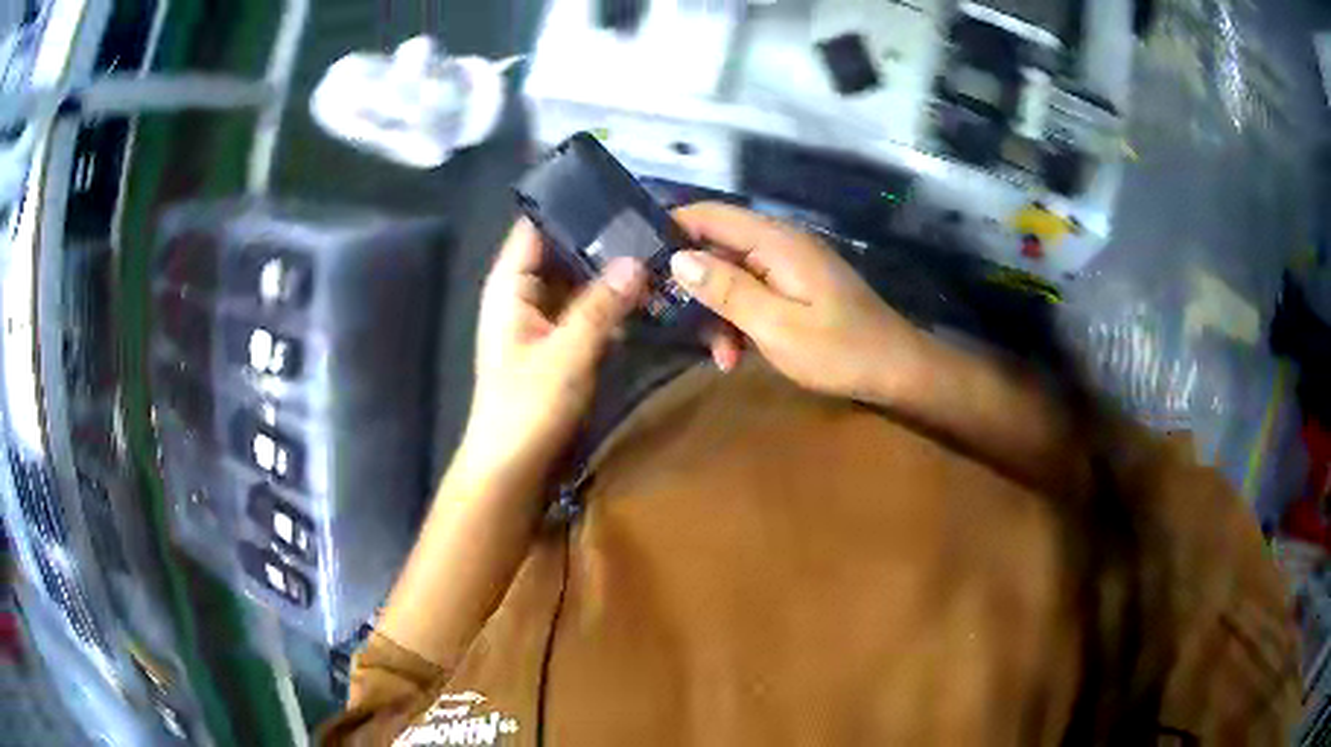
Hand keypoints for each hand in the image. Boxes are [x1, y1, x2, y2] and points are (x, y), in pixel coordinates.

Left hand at [459, 219, 646, 481]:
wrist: (511, 467)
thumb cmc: (526, 408)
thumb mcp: (566, 354)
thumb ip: (601, 306)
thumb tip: (638, 260)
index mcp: (510, 284)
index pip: (537, 226)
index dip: (572, 205)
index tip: (619, 192)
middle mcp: (523, 292)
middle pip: (562, 249)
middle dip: (602, 237)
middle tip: (653, 222)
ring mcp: (541, 316)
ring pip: (577, 278)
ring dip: (609, 269)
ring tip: (657, 248)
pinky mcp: (558, 339)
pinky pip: (585, 306)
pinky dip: (610, 299)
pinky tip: (644, 291)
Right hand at [670, 203, 925, 401]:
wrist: (896, 369)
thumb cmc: (839, 349)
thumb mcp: (775, 325)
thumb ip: (726, 289)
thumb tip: (677, 259)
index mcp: (775, 241)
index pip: (709, 215)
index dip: (670, 229)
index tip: (637, 260)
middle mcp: (780, 243)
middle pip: (717, 247)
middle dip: (693, 285)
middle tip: (669, 322)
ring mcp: (790, 265)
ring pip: (732, 275)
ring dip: (718, 312)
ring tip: (720, 356)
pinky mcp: (797, 286)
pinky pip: (754, 292)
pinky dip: (740, 320)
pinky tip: (738, 356)